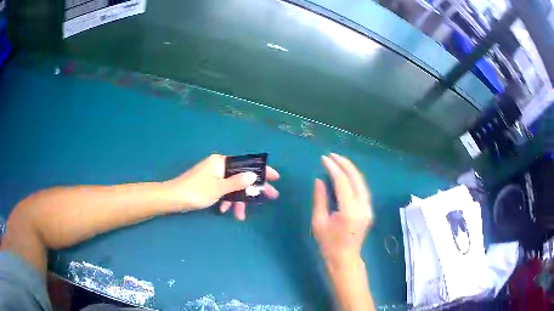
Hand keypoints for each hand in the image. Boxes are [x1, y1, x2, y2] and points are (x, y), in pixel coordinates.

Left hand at [165, 154, 278, 218]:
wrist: (173, 198)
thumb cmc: (196, 191)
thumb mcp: (219, 188)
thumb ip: (237, 182)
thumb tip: (253, 176)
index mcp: (221, 162)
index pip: (246, 163)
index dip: (262, 170)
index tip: (275, 177)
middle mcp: (219, 166)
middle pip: (242, 176)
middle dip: (253, 189)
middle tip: (270, 197)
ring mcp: (214, 176)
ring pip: (232, 187)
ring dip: (237, 201)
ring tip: (240, 216)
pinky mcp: (209, 185)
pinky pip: (224, 191)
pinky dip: (226, 201)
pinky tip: (224, 211)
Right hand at [311, 153, 372, 265]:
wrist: (345, 259)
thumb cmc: (328, 244)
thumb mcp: (319, 222)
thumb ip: (320, 199)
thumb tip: (320, 179)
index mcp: (349, 211)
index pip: (342, 182)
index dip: (333, 168)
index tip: (324, 159)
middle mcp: (362, 207)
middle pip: (356, 178)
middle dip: (345, 164)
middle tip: (332, 155)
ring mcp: (368, 208)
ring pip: (362, 182)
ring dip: (351, 170)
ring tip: (339, 161)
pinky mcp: (369, 210)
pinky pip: (363, 189)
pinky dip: (355, 179)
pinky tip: (347, 175)